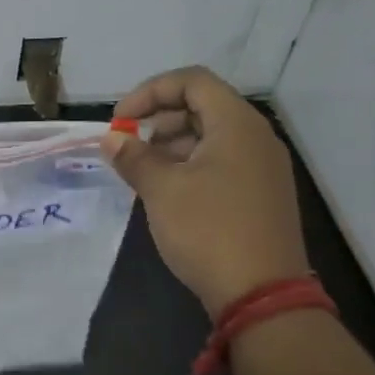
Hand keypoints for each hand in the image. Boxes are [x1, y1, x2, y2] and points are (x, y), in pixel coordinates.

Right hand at [104, 66, 308, 314]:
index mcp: (237, 124)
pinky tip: (167, 194)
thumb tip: (112, 139)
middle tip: (129, 148)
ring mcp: (262, 168)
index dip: (150, 92)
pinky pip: (221, 164)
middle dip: (159, 120)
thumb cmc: (208, 230)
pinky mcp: (260, 195)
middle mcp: (256, 138)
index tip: (119, 120)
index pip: (192, 81)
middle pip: (203, 107)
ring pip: (211, 138)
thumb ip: (134, 157)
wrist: (260, 293)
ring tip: (142, 174)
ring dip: (171, 146)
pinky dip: (190, 167)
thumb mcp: (161, 190)